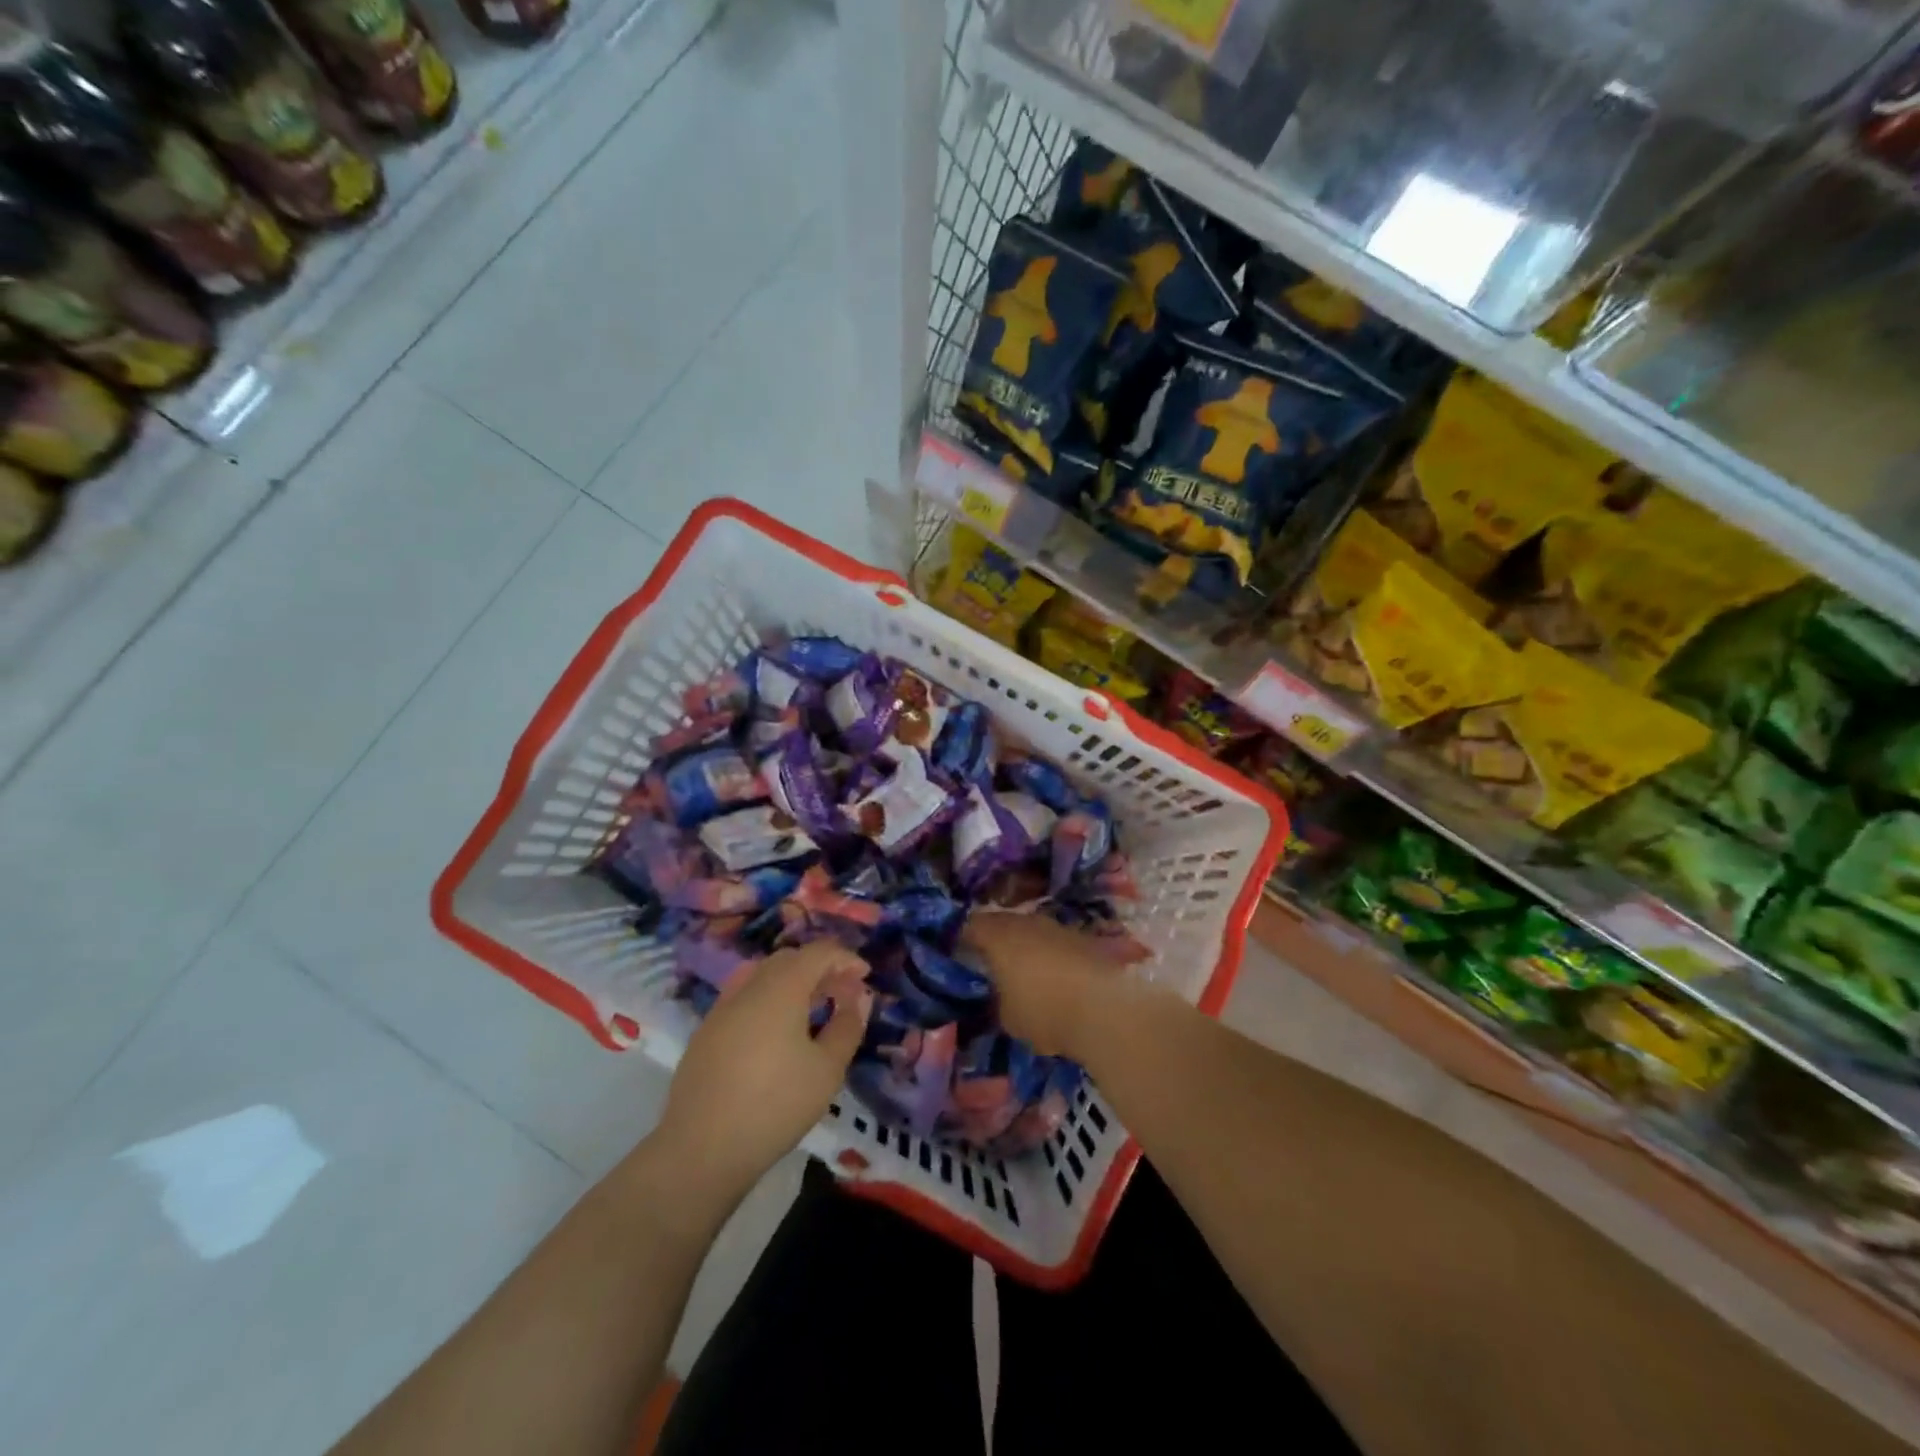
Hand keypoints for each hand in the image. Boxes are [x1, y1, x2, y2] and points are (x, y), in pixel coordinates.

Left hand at [652, 943, 871, 1209]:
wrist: (701, 1150)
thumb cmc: (775, 1105)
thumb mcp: (827, 1069)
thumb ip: (848, 1026)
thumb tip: (858, 998)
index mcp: (781, 988)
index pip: (818, 952)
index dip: (845, 958)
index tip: (864, 975)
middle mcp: (749, 987)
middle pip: (789, 959)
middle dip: (819, 968)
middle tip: (842, 993)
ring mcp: (722, 1009)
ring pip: (763, 976)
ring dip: (793, 983)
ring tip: (812, 1012)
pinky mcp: (706, 1032)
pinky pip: (744, 999)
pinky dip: (768, 1001)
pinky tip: (777, 1034)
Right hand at [961, 912, 1134, 1060]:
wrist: (1105, 1010)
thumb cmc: (1044, 1011)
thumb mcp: (1007, 1016)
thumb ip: (998, 998)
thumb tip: (1001, 993)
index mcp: (999, 936)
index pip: (971, 926)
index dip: (962, 937)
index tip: (957, 951)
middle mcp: (1028, 922)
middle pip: (1004, 923)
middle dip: (996, 940)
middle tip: (990, 962)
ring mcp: (1059, 927)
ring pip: (1034, 931)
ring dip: (1027, 946)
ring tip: (1025, 972)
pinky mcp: (1085, 939)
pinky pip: (1058, 943)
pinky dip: (1052, 956)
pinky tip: (1056, 978)